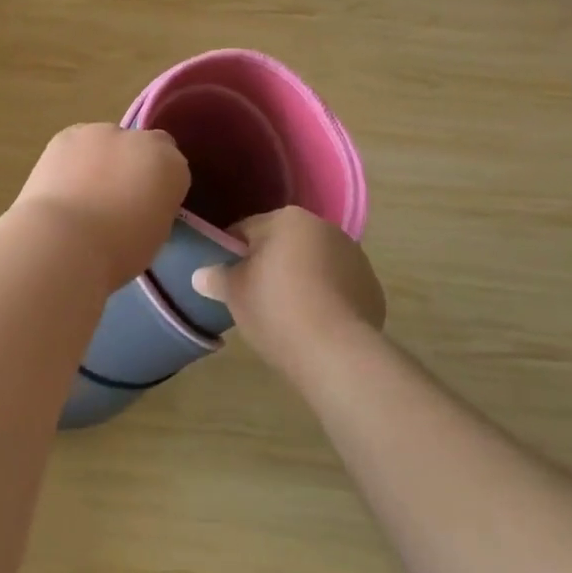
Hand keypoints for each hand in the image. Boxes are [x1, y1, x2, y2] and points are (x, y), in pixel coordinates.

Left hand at [10, 125, 190, 288]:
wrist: (63, 240)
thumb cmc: (118, 251)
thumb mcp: (155, 235)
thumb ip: (155, 207)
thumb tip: (143, 202)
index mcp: (171, 165)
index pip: (174, 166)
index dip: (160, 184)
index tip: (148, 206)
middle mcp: (139, 139)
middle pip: (142, 146)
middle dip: (132, 165)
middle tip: (115, 198)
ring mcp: (100, 132)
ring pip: (106, 142)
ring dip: (101, 159)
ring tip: (82, 193)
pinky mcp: (66, 134)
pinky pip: (76, 144)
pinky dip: (72, 160)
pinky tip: (61, 186)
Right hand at [191, 207, 386, 376]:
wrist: (336, 353)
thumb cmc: (276, 310)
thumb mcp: (234, 293)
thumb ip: (216, 277)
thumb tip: (200, 274)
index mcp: (288, 219)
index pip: (247, 229)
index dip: (231, 252)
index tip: (225, 277)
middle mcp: (325, 228)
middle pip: (284, 243)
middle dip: (269, 264)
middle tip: (252, 296)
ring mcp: (354, 257)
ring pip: (314, 263)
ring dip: (300, 279)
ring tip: (286, 314)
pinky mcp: (372, 289)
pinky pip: (338, 287)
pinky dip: (325, 298)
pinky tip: (314, 324)